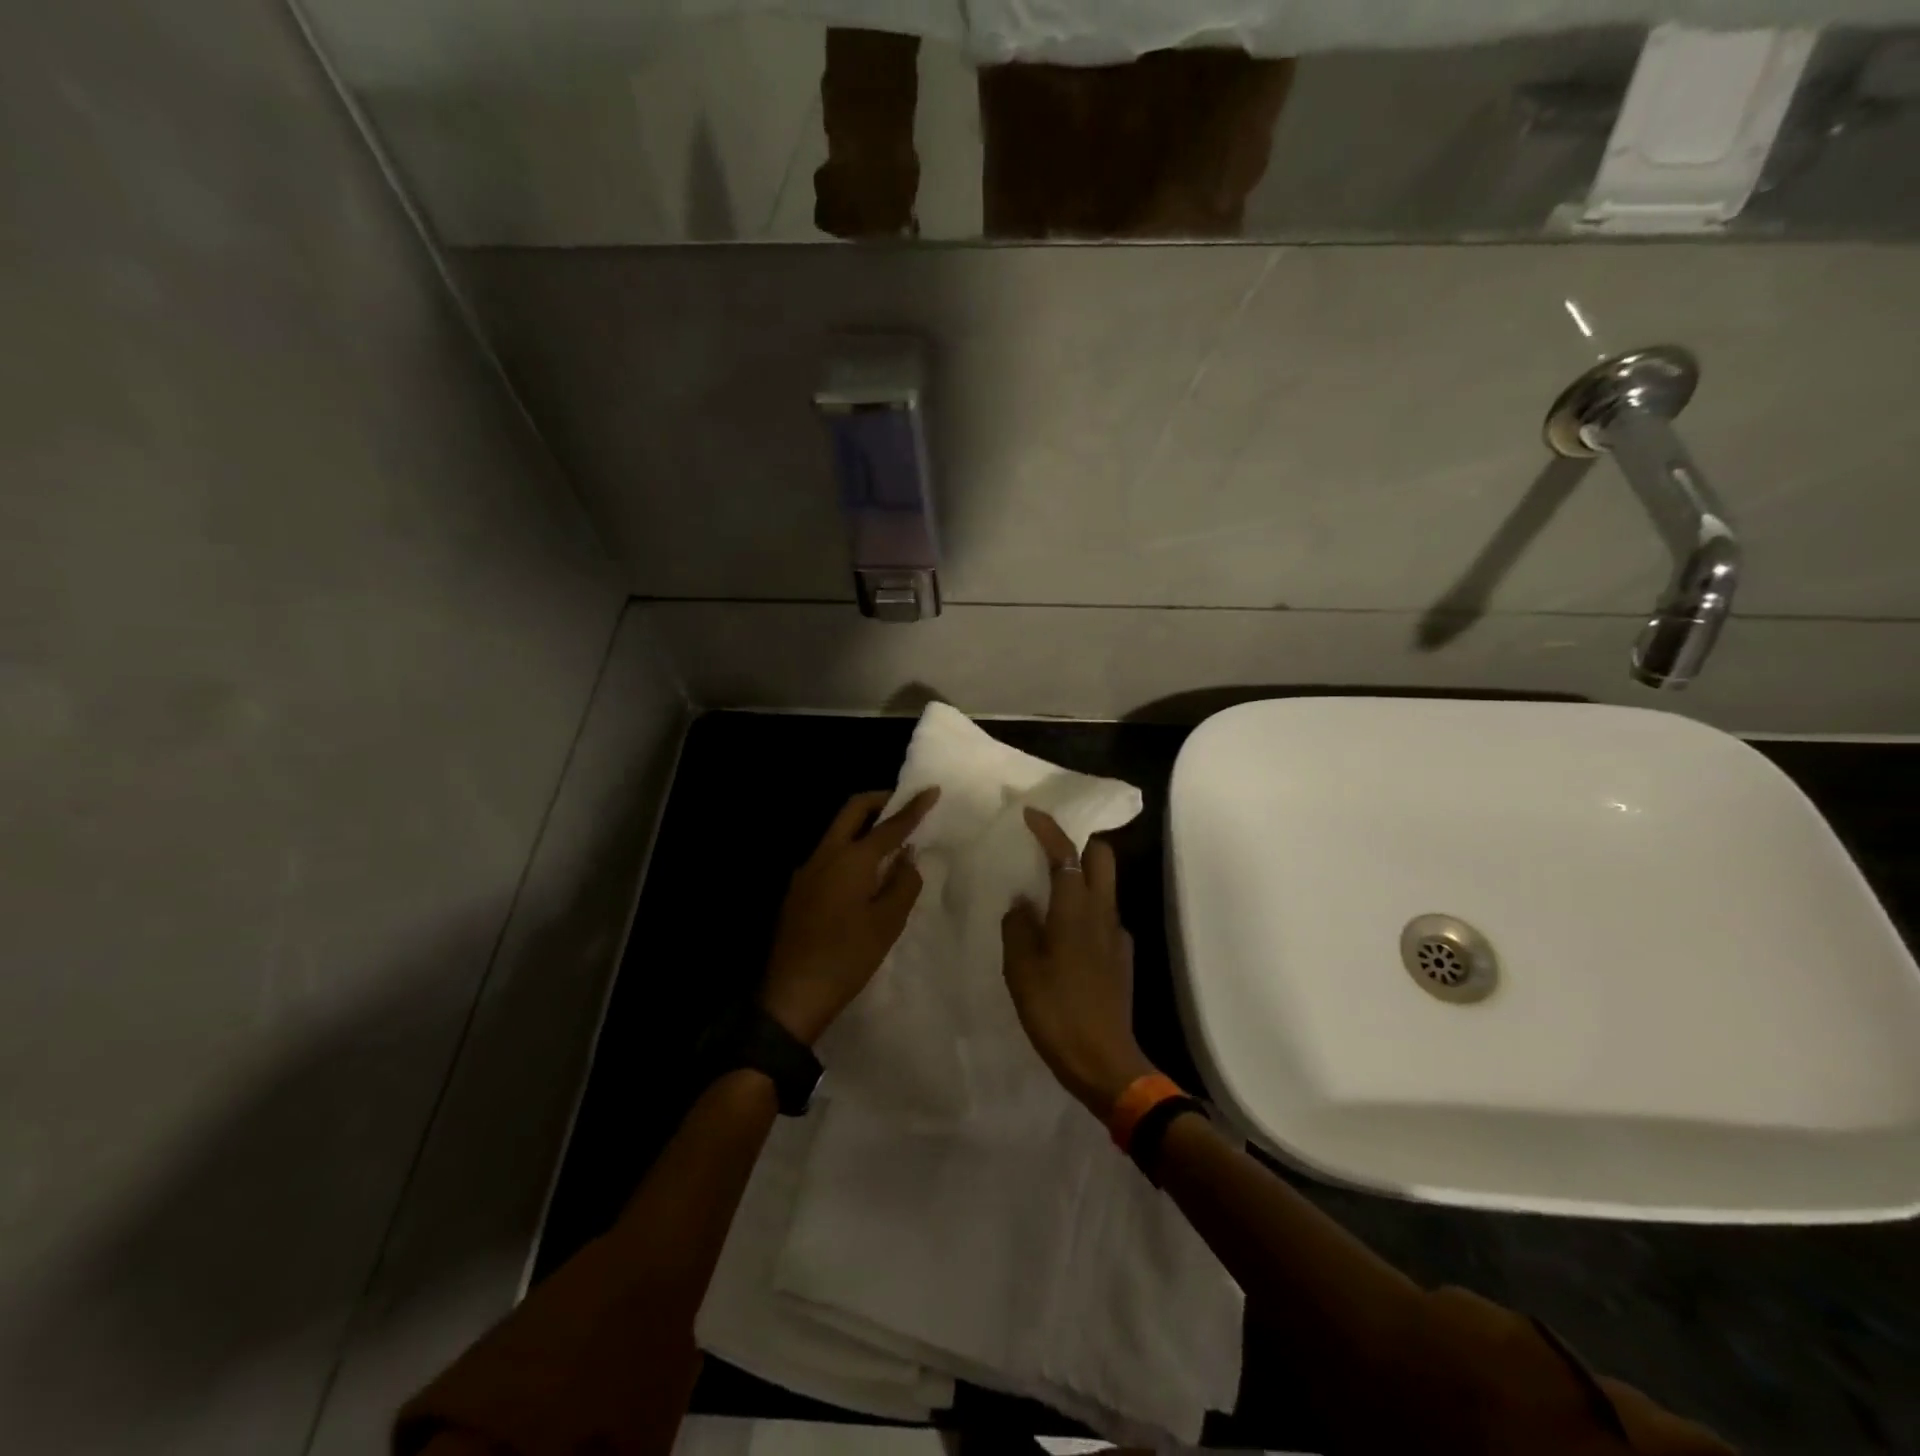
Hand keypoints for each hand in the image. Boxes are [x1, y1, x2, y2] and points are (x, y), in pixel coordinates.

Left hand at [761, 787, 939, 1044]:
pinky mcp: (799, 888)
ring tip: (889, 839)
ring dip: (863, 825)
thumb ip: (904, 883)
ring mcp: (807, 870)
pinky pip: (829, 854)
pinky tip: (864, 872)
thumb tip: (908, 858)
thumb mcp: (888, 922)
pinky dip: (850, 848)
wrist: (793, 994)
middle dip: (879, 801)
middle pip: (852, 810)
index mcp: (852, 859)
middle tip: (903, 804)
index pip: (890, 825)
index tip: (931, 790)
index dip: (913, 807)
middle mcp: (826, 854)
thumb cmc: (848, 957)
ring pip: (837, 830)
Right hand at [1000, 808, 1154, 1117]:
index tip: (1031, 814)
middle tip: (1049, 847)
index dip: (1050, 829)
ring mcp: (1117, 935)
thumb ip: (1018, 927)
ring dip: (1082, 876)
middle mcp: (1103, 913)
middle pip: (1102, 858)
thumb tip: (1022, 903)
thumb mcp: (1021, 969)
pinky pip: (1104, 917)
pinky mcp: (1122, 957)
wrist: (1104, 1061)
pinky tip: (1064, 933)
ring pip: (1105, 886)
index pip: (1067, 853)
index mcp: (1076, 909)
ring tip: (1049, 890)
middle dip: (1080, 843)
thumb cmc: (1056, 1011)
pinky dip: (1085, 909)